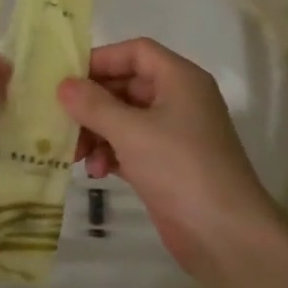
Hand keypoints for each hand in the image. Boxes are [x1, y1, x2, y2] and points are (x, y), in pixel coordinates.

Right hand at [57, 38, 274, 274]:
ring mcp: (174, 134)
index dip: (102, 59)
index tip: (68, 79)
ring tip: (76, 154)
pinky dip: (111, 153)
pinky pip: (131, 146)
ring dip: (97, 132)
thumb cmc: (180, 168)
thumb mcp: (131, 131)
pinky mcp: (167, 164)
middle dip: (93, 103)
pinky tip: (96, 172)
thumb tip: (64, 85)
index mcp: (180, 79)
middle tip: (62, 120)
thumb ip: (93, 104)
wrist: (225, 235)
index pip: (136, 52)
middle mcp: (179, 100)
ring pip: (125, 118)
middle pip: (127, 85)